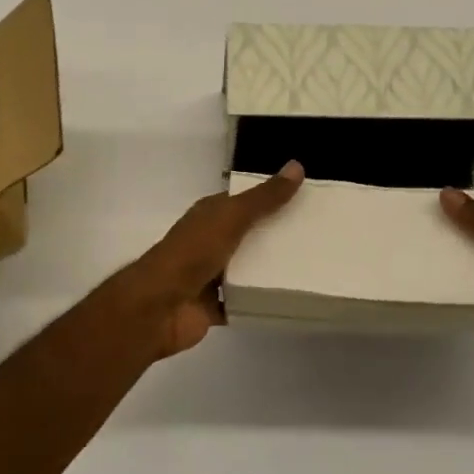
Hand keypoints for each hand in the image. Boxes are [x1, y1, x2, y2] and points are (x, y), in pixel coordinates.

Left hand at [128, 162, 304, 356]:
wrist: (158, 306)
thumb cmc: (192, 253)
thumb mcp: (231, 217)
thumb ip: (264, 197)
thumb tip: (296, 166)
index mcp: (209, 215)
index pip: (242, 201)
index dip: (269, 198)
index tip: (303, 200)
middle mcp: (208, 241)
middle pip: (247, 235)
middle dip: (274, 235)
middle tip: (314, 236)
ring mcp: (208, 275)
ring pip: (245, 269)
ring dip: (268, 269)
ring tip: (308, 267)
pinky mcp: (213, 306)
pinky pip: (241, 301)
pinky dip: (257, 301)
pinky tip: (285, 299)